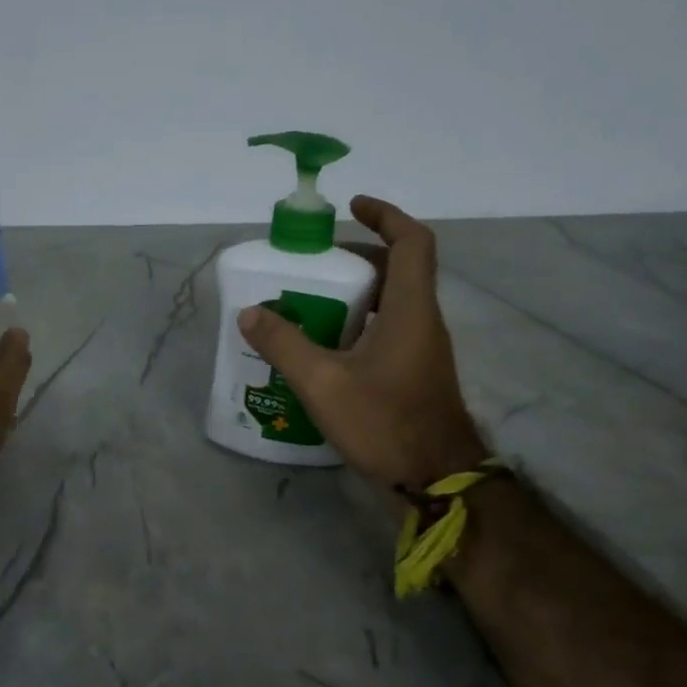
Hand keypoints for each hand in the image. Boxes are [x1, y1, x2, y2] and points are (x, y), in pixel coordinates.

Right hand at [237, 195, 485, 490]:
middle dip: (358, 257)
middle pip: (398, 270)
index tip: (352, 207)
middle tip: (315, 263)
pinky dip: (358, 324)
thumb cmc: (385, 423)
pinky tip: (324, 347)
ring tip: (310, 301)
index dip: (386, 216)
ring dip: (356, 293)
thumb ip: (285, 344)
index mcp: (411, 310)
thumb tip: (250, 313)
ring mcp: (421, 351)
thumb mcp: (323, 383)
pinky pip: (387, 331)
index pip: (412, 243)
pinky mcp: (413, 375)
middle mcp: (423, 322)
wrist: (435, 480)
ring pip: (392, 303)